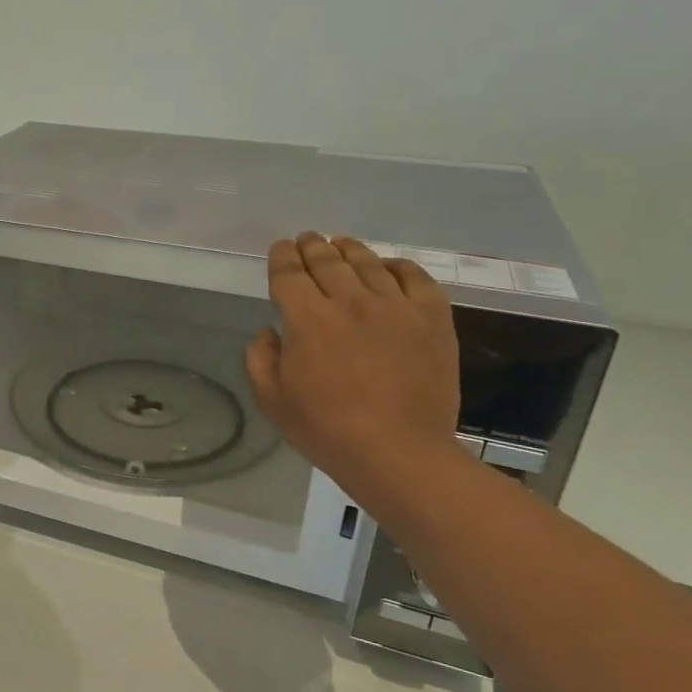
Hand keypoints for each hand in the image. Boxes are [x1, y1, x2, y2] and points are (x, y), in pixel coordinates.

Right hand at [245, 234, 462, 500]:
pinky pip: (415, 277)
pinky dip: (398, 266)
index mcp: (307, 318)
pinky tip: (388, 268)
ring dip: (349, 249)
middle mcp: (350, 300)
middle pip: (327, 260)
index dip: (282, 256)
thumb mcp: (272, 399)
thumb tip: (269, 332)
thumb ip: (260, 358)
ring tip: (341, 244)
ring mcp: (395, 306)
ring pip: (368, 262)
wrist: (397, 451)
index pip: (289, 273)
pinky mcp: (431, 318)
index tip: (280, 248)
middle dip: (312, 246)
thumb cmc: (325, 429)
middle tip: (307, 239)